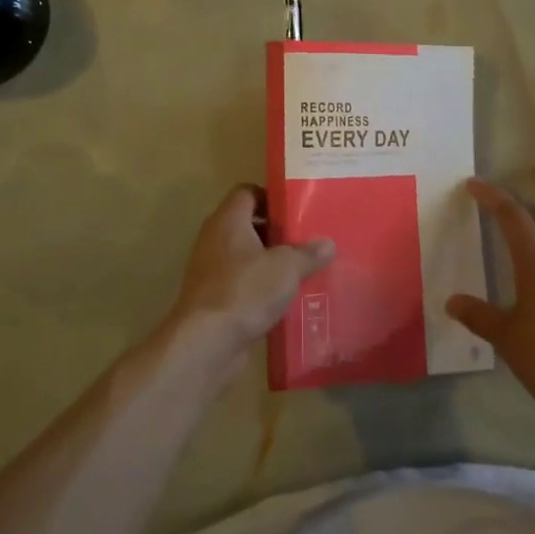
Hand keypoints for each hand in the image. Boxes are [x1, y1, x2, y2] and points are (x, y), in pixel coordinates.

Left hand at [162, 185, 334, 387]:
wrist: (206, 342)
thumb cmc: (246, 290)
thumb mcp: (287, 268)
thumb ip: (308, 253)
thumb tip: (328, 243)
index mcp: (229, 220)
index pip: (247, 192)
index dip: (272, 197)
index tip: (297, 210)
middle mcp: (215, 239)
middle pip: (247, 224)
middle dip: (276, 232)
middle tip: (306, 240)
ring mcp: (210, 269)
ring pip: (245, 256)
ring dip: (270, 262)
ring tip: (302, 270)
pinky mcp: (212, 298)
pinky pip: (241, 282)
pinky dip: (260, 287)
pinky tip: (284, 300)